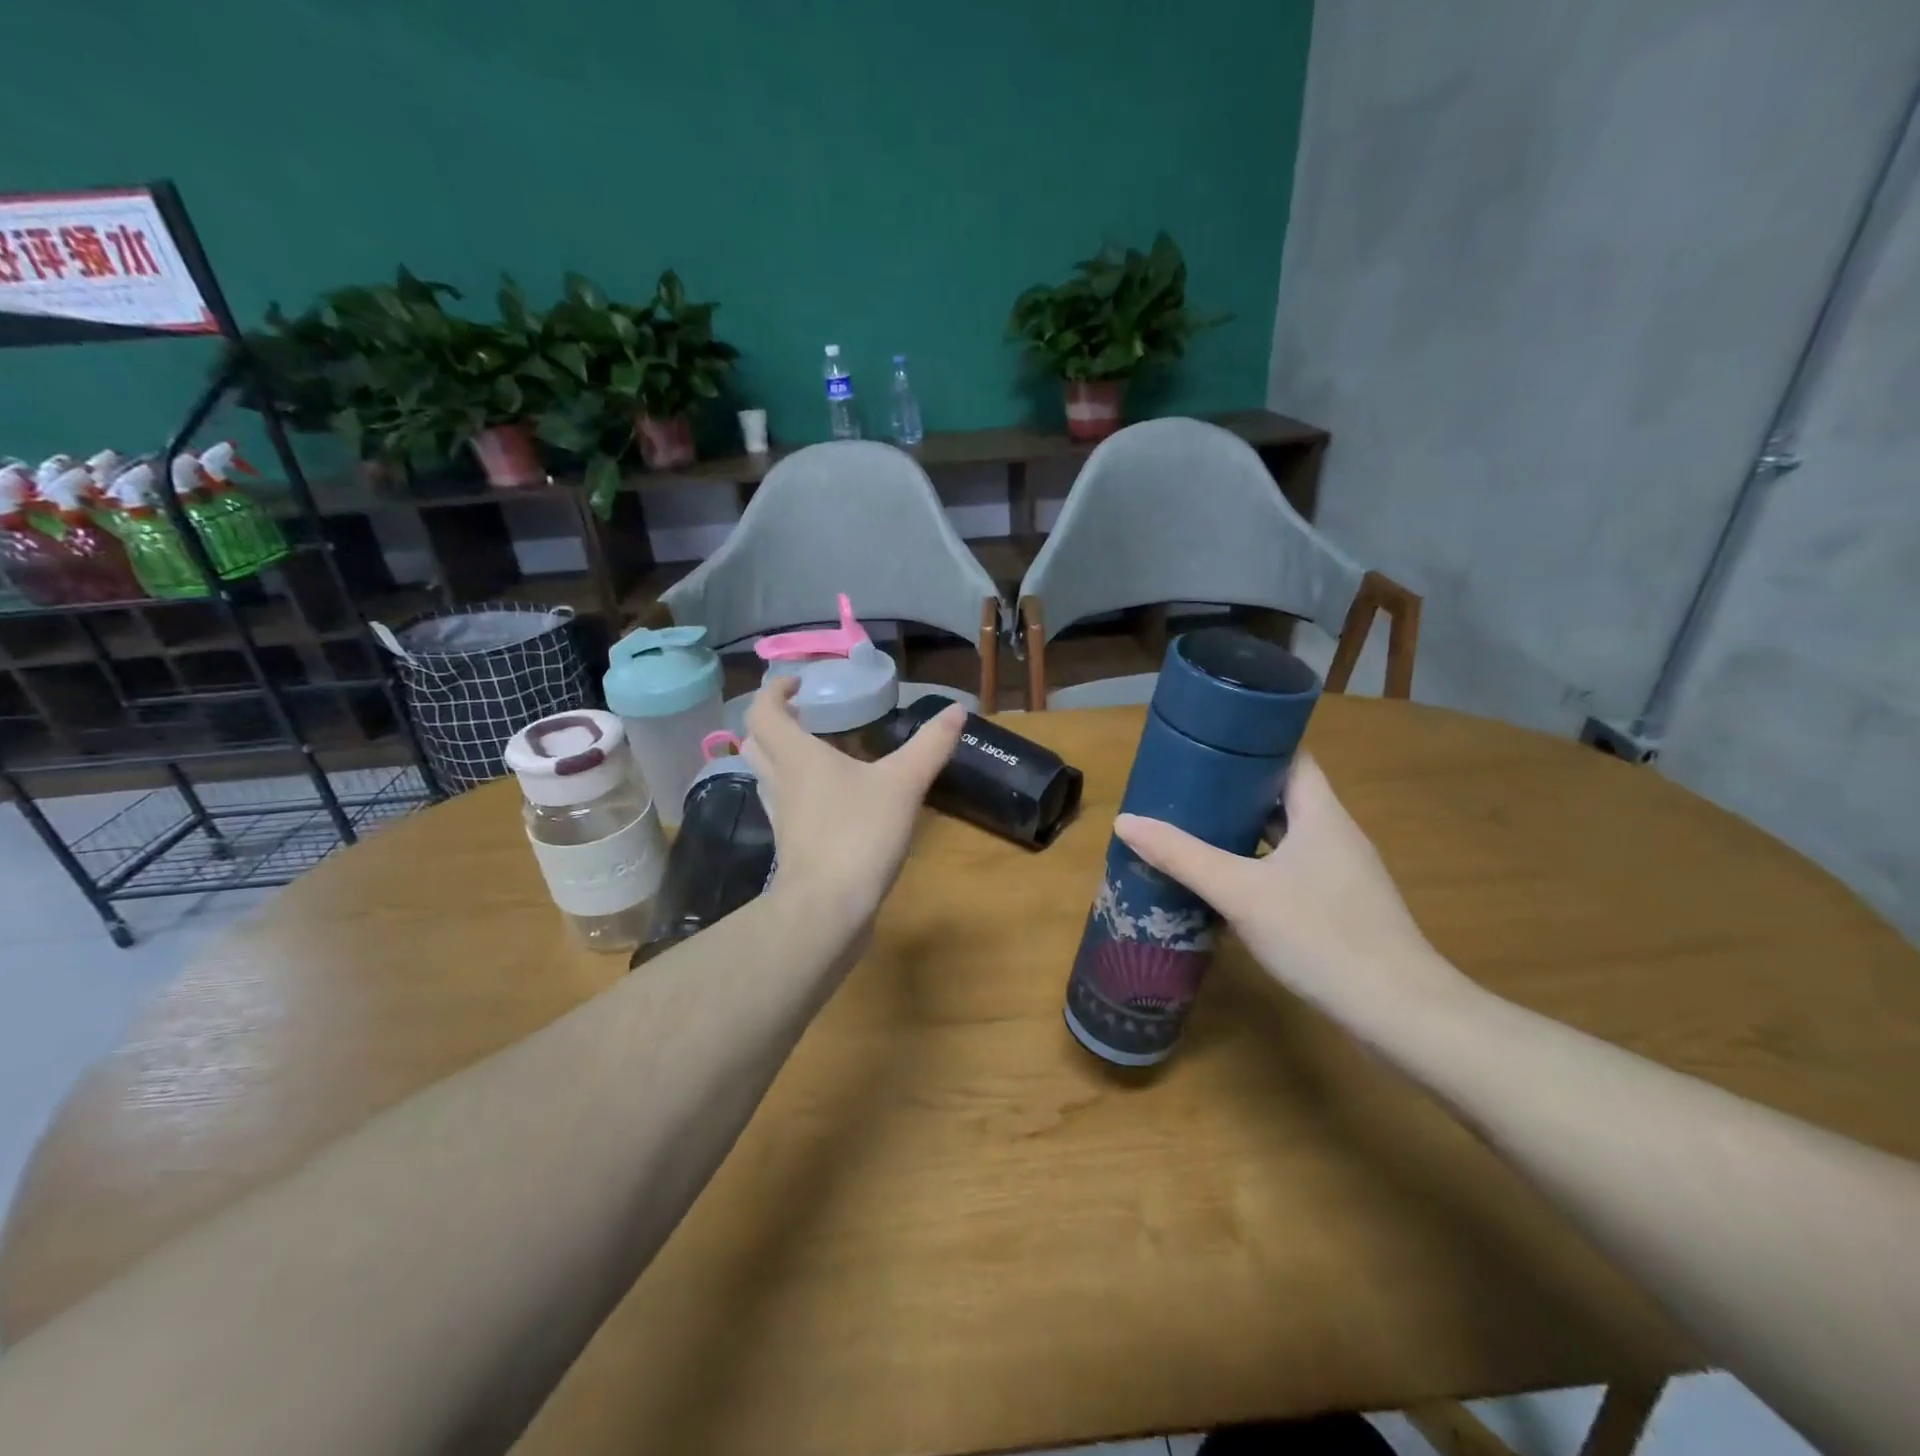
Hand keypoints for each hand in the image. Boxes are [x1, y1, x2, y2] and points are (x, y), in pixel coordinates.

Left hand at [742, 679, 964, 926]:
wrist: (828, 908)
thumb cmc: (859, 835)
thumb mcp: (903, 784)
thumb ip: (930, 746)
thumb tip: (957, 709)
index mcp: (796, 756)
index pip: (763, 711)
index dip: (775, 690)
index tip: (800, 683)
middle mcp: (779, 781)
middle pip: (756, 741)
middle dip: (774, 721)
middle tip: (805, 715)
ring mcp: (781, 816)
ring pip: (765, 774)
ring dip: (781, 755)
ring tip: (818, 752)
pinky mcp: (790, 844)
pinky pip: (783, 804)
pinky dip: (796, 789)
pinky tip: (830, 799)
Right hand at [1113, 754, 1467, 1022]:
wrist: (1398, 1012)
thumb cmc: (1320, 935)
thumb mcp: (1240, 892)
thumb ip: (1182, 855)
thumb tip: (1124, 821)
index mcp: (1321, 814)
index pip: (1290, 757)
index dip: (1250, 745)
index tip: (1206, 742)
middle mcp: (1335, 835)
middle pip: (1283, 796)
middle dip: (1235, 790)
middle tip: (1185, 787)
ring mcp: (1341, 874)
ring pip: (1286, 836)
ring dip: (1245, 831)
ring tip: (1195, 827)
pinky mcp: (1340, 908)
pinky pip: (1291, 870)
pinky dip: (1258, 866)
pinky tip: (1227, 883)